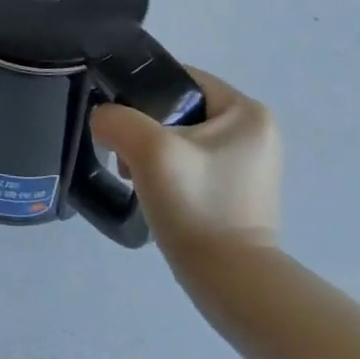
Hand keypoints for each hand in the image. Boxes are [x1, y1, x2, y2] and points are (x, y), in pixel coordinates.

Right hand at [88, 67, 281, 273]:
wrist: (231, 281)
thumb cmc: (198, 205)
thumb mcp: (148, 149)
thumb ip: (115, 119)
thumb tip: (104, 121)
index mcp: (247, 112)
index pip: (179, 78)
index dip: (140, 91)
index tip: (117, 119)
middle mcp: (255, 132)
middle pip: (176, 108)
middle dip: (142, 128)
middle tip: (124, 155)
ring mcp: (248, 164)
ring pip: (178, 137)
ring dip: (149, 152)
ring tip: (134, 176)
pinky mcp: (236, 191)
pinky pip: (188, 163)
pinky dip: (164, 172)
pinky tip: (152, 192)